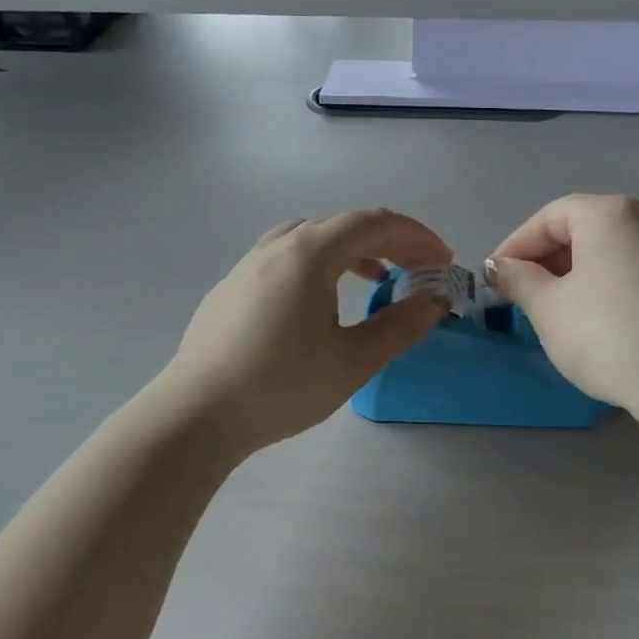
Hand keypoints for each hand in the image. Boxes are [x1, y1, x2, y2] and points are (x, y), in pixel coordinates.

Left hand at [159, 209, 451, 450]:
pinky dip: (320, 264)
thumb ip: (399, 326)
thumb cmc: (280, 386)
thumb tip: (432, 302)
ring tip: (377, 279)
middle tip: (419, 270)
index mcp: (310, 252)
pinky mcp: (231, 286)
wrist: (194, 415)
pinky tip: (319, 301)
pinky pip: (287, 257)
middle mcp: (278, 245)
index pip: (376, 223)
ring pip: (313, 238)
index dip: (417, 237)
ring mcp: (248, 263)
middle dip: (391, 242)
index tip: (443, 261)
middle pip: (345, 225)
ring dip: (354, 251)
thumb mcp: (353, 361)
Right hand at [487, 194, 638, 414]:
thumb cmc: (607, 335)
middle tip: (525, 293)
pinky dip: (629, 281)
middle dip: (550, 258)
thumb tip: (501, 266)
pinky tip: (622, 301)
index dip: (517, 245)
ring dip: (588, 269)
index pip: (549, 218)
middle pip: (586, 229)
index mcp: (608, 214)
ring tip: (567, 304)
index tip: (497, 277)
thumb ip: (519, 279)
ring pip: (620, 249)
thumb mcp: (548, 308)